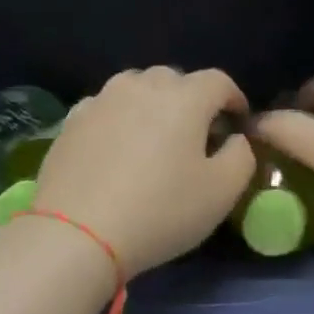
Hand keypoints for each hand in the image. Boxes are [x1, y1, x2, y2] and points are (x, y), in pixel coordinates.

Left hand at [31, 67, 254, 276]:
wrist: (77, 234)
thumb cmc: (161, 211)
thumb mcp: (222, 192)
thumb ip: (241, 156)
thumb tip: (234, 139)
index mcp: (185, 97)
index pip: (219, 81)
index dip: (234, 98)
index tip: (238, 123)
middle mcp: (142, 86)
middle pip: (175, 79)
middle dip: (192, 100)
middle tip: (197, 134)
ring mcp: (102, 100)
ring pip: (137, 88)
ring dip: (153, 104)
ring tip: (155, 137)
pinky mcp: (72, 121)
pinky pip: (106, 108)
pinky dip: (120, 119)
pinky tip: (119, 148)